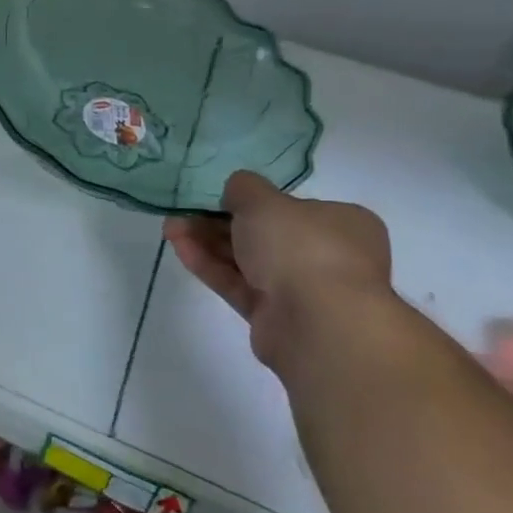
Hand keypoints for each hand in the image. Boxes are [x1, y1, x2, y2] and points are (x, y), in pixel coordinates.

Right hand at [163, 171, 392, 377]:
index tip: (216, 198)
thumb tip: (236, 189)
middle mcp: (326, 255)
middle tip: (182, 214)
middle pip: (263, 234)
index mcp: (342, 223)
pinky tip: (179, 249)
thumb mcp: (264, 201)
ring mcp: (301, 289)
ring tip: (170, 230)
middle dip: (218, 222)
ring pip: (246, 260)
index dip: (251, 201)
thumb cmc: (301, 247)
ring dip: (207, 242)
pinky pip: (238, 285)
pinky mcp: (274, 316)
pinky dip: (210, 266)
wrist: (319, 324)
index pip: (292, 208)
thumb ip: (244, 188)